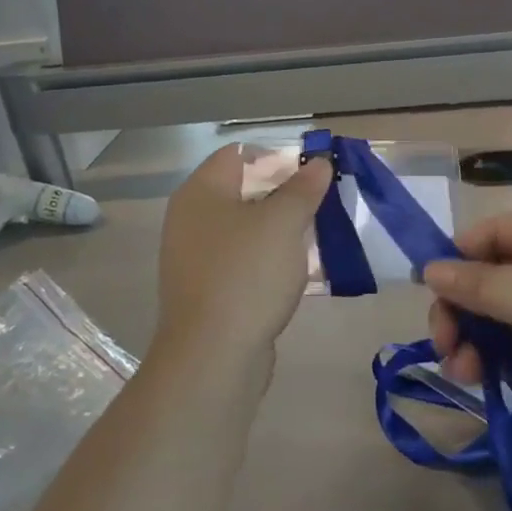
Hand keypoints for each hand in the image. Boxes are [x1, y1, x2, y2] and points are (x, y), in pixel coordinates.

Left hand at [154, 146, 331, 368]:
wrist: (212, 356)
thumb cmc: (247, 274)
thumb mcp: (283, 222)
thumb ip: (302, 188)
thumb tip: (318, 162)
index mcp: (201, 192)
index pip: (238, 154)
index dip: (276, 156)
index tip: (312, 171)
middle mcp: (190, 219)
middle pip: (242, 191)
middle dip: (284, 194)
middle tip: (321, 202)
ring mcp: (196, 258)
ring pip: (245, 229)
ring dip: (279, 229)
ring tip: (316, 234)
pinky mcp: (207, 290)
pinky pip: (243, 262)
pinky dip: (268, 260)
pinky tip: (296, 271)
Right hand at [423, 211, 511, 461]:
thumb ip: (480, 284)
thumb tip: (430, 268)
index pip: (494, 234)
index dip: (457, 259)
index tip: (427, 294)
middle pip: (497, 278)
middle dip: (464, 309)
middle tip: (444, 346)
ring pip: (510, 318)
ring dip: (479, 341)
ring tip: (463, 374)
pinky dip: (505, 363)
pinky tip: (487, 383)